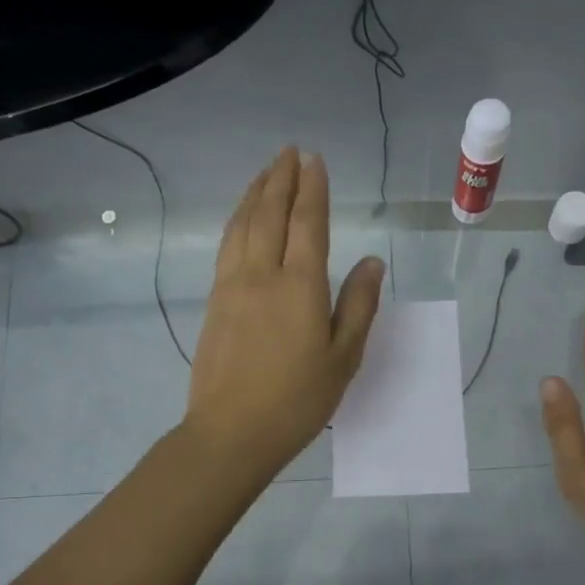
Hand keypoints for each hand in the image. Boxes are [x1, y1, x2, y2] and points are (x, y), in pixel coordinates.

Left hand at [184, 147, 385, 478]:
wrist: (231, 432)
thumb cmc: (297, 400)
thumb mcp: (343, 357)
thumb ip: (358, 305)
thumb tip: (371, 261)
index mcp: (299, 286)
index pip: (308, 223)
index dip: (313, 189)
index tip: (315, 160)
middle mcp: (262, 274)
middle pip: (270, 214)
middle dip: (281, 179)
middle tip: (290, 152)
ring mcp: (232, 286)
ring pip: (242, 225)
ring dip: (255, 193)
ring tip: (266, 172)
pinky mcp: (213, 302)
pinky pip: (226, 246)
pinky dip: (236, 221)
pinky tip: (240, 218)